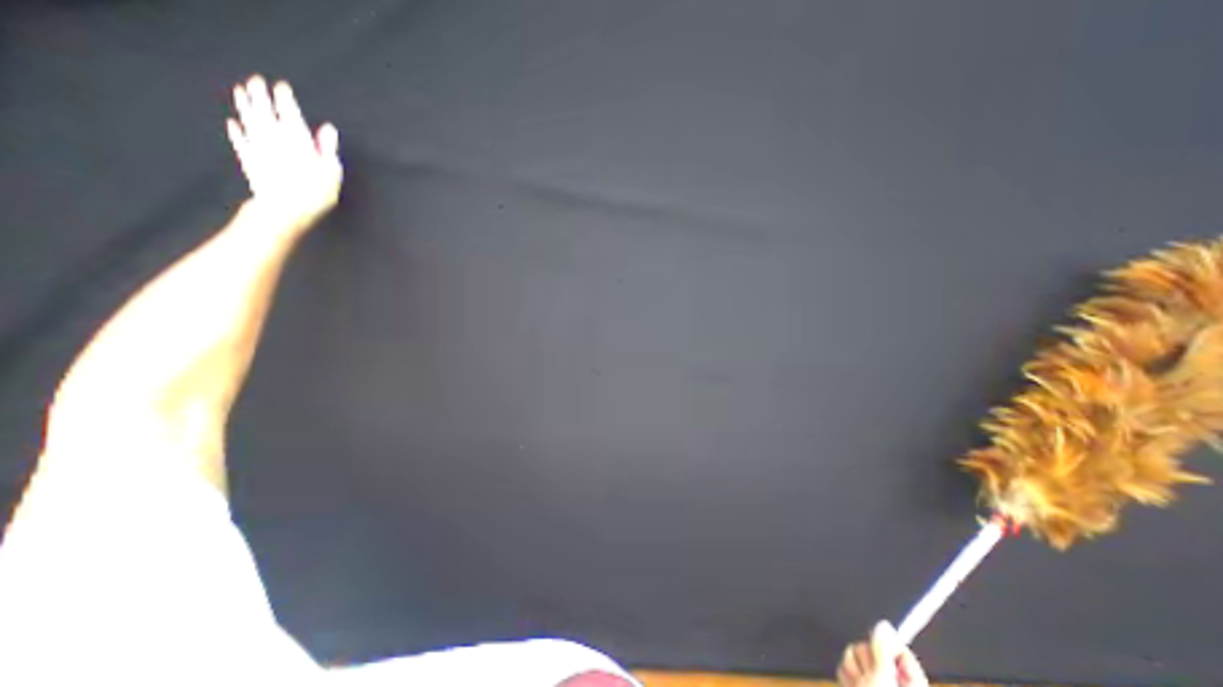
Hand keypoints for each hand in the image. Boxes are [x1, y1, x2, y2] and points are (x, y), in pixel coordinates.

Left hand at [224, 72, 337, 226]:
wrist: (285, 208)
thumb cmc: (316, 192)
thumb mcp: (332, 170)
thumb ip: (328, 147)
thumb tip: (328, 128)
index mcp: (297, 139)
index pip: (288, 111)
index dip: (284, 98)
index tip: (282, 86)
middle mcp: (274, 137)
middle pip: (264, 111)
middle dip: (260, 95)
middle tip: (255, 80)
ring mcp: (258, 147)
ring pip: (249, 121)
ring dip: (244, 105)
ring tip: (240, 92)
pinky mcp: (249, 159)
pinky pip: (240, 141)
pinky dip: (236, 131)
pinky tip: (234, 124)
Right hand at [841, 621, 928, 686]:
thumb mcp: (883, 678)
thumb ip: (883, 649)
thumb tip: (884, 625)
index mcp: (910, 683)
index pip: (898, 648)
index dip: (885, 645)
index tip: (877, 651)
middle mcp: (893, 682)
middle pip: (873, 649)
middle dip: (865, 658)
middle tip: (869, 676)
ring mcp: (874, 683)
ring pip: (856, 655)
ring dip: (854, 668)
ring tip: (860, 685)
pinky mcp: (857, 683)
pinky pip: (846, 666)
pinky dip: (846, 675)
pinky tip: (852, 686)